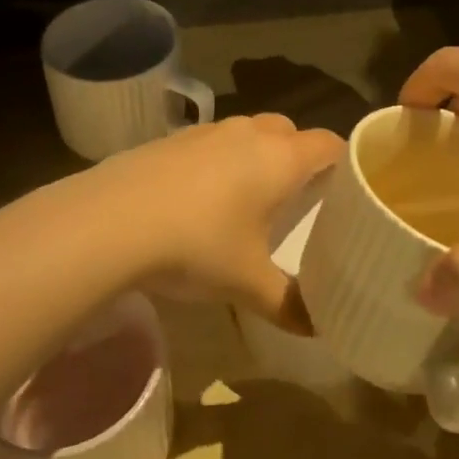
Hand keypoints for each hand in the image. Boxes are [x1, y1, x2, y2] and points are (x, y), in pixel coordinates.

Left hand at [84, 114, 343, 326]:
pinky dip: (216, 161)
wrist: (111, 222)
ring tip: (247, 197)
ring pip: (245, 132)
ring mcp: (204, 132)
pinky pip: (208, 143)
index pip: (328, 143)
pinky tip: (198, 198)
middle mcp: (247, 134)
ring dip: (254, 155)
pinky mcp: (169, 140)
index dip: (343, 161)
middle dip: (297, 156)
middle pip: (287, 131)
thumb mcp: (247, 284)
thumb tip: (317, 328)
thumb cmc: (197, 246)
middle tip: (296, 196)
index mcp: (279, 159)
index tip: (347, 187)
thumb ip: (288, 304)